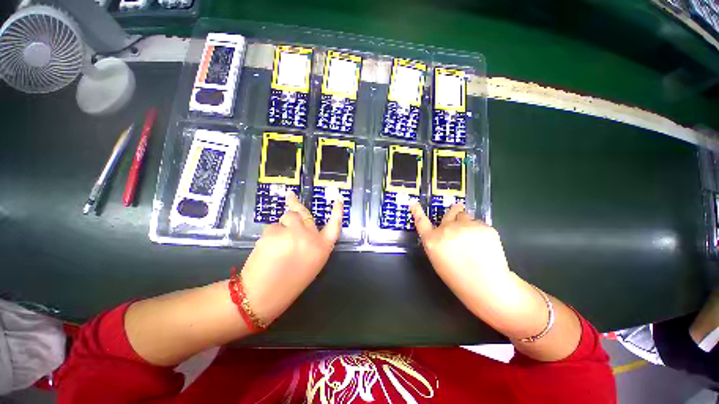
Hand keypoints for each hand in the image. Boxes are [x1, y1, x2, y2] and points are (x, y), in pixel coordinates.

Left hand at [240, 191, 342, 324]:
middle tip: (290, 197)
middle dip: (296, 207)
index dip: (337, 212)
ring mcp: (293, 234)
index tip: (338, 199)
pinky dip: (269, 234)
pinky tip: (266, 249)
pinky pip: (272, 226)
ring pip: (287, 217)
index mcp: (322, 248)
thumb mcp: (311, 262)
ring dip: (281, 225)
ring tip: (275, 243)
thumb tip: (304, 225)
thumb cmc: (289, 281)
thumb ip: (313, 243)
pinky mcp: (274, 233)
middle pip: (305, 214)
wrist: (263, 296)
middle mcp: (311, 238)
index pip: (334, 226)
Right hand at [410, 203, 547, 339]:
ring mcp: (466, 226)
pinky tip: (483, 243)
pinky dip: (479, 230)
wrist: (487, 286)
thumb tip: (442, 232)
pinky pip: (479, 223)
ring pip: (465, 216)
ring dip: (466, 221)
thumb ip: (436, 242)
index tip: (413, 202)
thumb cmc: (457, 278)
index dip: (417, 211)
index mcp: (432, 240)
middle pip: (449, 213)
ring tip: (472, 236)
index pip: (421, 221)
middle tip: (457, 212)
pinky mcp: (484, 226)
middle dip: (453, 211)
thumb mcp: (438, 260)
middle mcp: (446, 229)